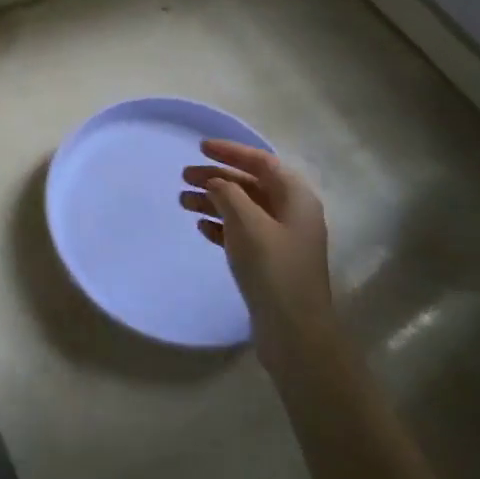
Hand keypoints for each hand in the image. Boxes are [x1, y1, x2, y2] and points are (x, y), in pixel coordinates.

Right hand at [181, 139, 330, 371]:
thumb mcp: (247, 223)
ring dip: (214, 201)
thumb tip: (215, 182)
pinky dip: (221, 225)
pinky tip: (201, 227)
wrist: (294, 330)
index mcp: (296, 198)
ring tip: (183, 202)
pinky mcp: (270, 261)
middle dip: (217, 178)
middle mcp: (292, 213)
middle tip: (185, 176)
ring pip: (243, 209)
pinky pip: (242, 232)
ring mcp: (282, 239)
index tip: (201, 147)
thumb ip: (228, 193)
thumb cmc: (272, 268)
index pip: (262, 162)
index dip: (231, 152)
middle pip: (251, 184)